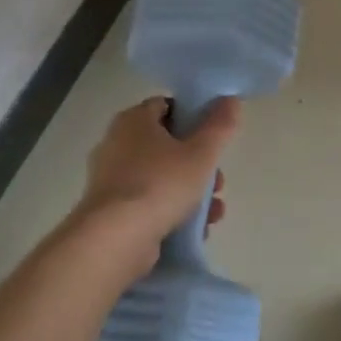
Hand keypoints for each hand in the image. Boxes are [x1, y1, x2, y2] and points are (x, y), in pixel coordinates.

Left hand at [62, 96, 239, 269]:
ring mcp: (111, 180)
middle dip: (198, 163)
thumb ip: (220, 126)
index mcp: (133, 120)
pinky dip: (171, 211)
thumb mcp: (201, 153)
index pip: (166, 106)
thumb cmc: (160, 184)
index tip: (213, 137)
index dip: (193, 117)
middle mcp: (116, 144)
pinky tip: (195, 230)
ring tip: (214, 212)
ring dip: (191, 192)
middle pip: (166, 145)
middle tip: (218, 182)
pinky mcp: (110, 211)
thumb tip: (231, 100)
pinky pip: (148, 203)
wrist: (114, 240)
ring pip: (160, 177)